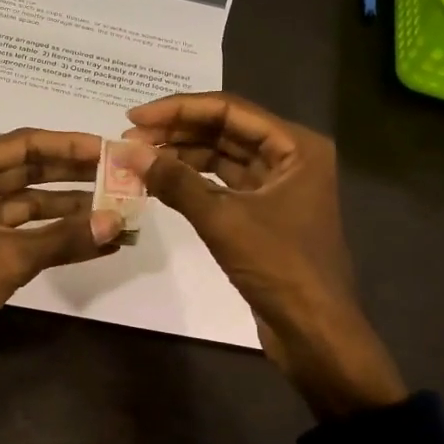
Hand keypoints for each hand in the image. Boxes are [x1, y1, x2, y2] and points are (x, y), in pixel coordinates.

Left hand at [0, 128, 124, 377]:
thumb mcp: (9, 256)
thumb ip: (65, 238)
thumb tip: (118, 224)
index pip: (24, 144)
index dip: (68, 146)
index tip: (109, 150)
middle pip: (27, 170)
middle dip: (73, 175)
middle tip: (119, 177)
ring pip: (27, 203)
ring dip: (67, 208)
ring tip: (114, 210)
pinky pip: (22, 231)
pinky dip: (52, 235)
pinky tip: (91, 240)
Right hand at [124, 92, 406, 418]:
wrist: (315, 333)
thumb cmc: (279, 267)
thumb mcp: (223, 220)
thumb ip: (175, 181)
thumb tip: (128, 152)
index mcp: (295, 146)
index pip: (229, 110)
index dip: (179, 109)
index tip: (134, 116)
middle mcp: (290, 157)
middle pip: (226, 129)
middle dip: (177, 131)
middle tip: (129, 139)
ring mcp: (278, 186)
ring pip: (222, 156)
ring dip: (182, 155)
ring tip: (138, 158)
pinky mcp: (264, 212)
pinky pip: (223, 183)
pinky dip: (192, 180)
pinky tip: (161, 181)